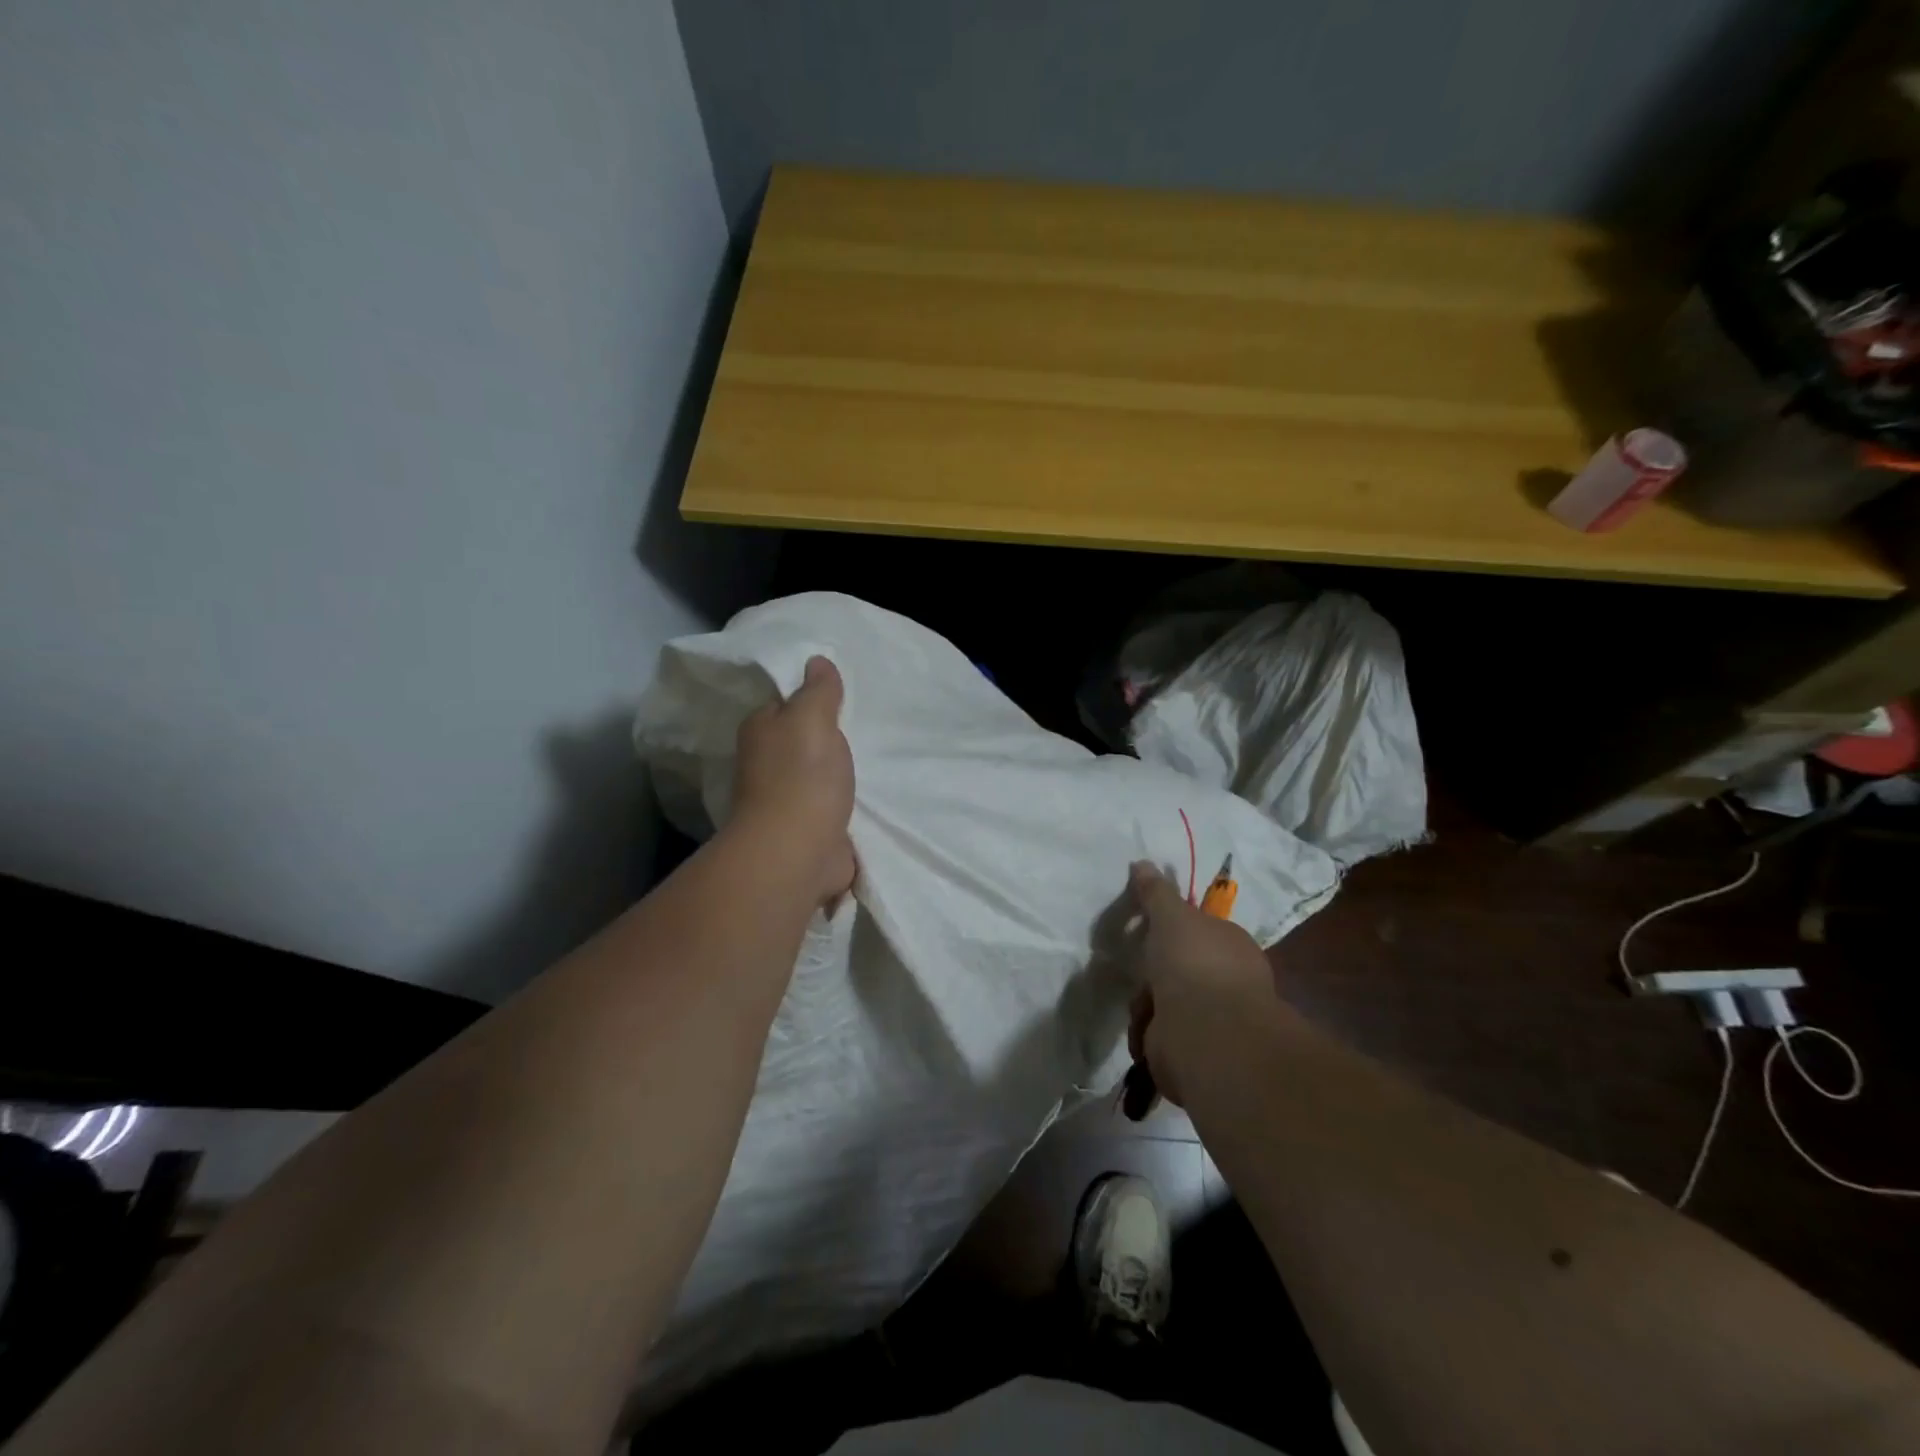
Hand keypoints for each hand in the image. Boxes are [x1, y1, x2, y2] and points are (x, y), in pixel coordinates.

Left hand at [731, 656, 856, 905]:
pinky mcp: (809, 830)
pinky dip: (846, 803)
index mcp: (761, 732)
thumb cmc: (802, 777)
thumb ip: (818, 690)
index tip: (841, 696)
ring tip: (872, 758)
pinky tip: (869, 795)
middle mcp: (766, 765)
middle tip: (865, 726)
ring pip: (817, 776)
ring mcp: (786, 801)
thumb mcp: (812, 718)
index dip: (809, 699)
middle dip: (827, 738)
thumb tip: (816, 660)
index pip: (783, 705)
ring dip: (837, 773)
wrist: (799, 852)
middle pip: (801, 742)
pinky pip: (832, 807)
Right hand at [1126, 861, 1280, 1105]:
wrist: (1205, 1033)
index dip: (1173, 930)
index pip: (1201, 931)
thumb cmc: (1193, 963)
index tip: (1147, 930)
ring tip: (1141, 1005)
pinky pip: (1161, 1035)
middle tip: (1138, 968)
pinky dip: (1148, 1033)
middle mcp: (1229, 982)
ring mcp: (1214, 1019)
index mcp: (1232, 945)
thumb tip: (1142, 863)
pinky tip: (1145, 1030)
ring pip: (1166, 1002)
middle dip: (1154, 972)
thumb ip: (1155, 892)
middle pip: (1180, 968)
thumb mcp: (1171, 915)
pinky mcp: (1195, 1051)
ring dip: (1146, 1004)